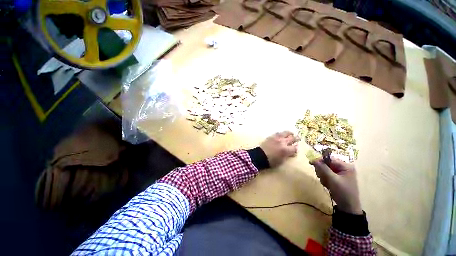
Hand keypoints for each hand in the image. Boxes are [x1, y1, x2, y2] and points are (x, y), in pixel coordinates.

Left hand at [260, 131, 298, 167]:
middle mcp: (282, 142)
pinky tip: (282, 135)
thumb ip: (287, 155)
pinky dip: (282, 134)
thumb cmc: (270, 161)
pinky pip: (278, 133)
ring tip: (291, 134)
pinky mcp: (271, 136)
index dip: (296, 149)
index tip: (295, 149)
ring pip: (286, 133)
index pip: (295, 148)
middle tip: (297, 139)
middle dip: (296, 139)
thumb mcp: (281, 161)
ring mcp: (277, 138)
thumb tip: (291, 152)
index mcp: (286, 150)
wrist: (259, 156)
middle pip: (292, 138)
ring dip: (289, 134)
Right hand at [310, 158, 362, 214]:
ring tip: (325, 183)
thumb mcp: (332, 180)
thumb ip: (323, 168)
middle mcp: (343, 168)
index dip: (320, 160)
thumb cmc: (343, 192)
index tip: (311, 163)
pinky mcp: (337, 178)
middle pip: (327, 164)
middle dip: (322, 170)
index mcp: (346, 166)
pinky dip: (325, 179)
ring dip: (323, 175)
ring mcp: (340, 173)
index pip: (329, 159)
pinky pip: (327, 174)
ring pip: (325, 169)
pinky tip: (327, 185)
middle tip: (321, 177)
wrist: (348, 207)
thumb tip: (314, 160)